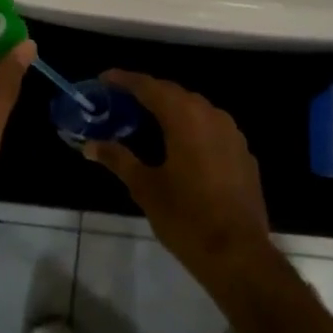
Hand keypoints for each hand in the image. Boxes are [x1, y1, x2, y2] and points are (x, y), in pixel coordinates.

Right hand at [85, 71, 274, 289]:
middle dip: (148, 93)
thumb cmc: (186, 217)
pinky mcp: (243, 152)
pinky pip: (212, 128)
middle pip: (174, 93)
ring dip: (171, 109)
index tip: (105, 78)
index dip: (125, 80)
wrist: (238, 254)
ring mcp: (232, 133)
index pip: (150, 86)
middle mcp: (211, 114)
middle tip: (122, 101)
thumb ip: (118, 159)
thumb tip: (90, 145)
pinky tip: (180, 146)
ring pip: (196, 109)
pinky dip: (192, 128)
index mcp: (184, 117)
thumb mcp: (145, 187)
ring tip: (148, 121)